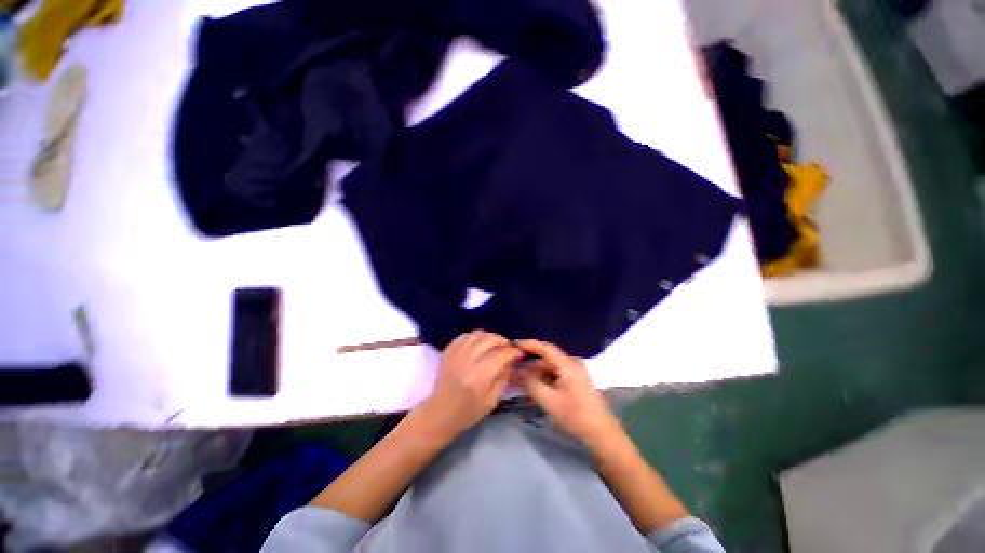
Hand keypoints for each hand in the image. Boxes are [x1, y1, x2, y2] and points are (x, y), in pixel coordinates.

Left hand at [417, 330, 523, 439]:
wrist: (440, 413)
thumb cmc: (468, 412)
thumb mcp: (492, 401)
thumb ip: (503, 378)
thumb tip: (510, 361)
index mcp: (479, 377)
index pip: (500, 355)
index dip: (513, 352)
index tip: (519, 353)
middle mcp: (466, 362)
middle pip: (489, 340)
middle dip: (502, 341)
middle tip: (508, 346)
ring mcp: (455, 355)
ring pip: (476, 334)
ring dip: (489, 337)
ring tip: (495, 344)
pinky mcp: (447, 352)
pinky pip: (464, 336)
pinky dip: (474, 337)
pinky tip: (479, 344)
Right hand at [516, 339, 620, 447]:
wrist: (600, 433)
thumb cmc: (575, 415)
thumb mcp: (548, 400)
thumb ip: (531, 383)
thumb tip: (517, 371)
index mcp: (568, 364)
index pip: (546, 348)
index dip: (529, 344)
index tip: (514, 343)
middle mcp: (572, 363)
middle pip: (547, 359)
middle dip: (530, 364)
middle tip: (512, 367)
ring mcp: (575, 372)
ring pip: (550, 367)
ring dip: (536, 373)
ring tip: (519, 378)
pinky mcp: (575, 380)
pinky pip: (555, 374)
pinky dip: (544, 378)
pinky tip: (533, 385)